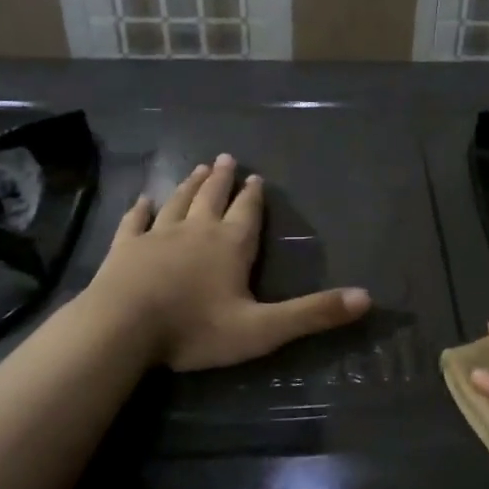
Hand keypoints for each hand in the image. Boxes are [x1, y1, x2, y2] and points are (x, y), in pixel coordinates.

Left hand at [85, 155, 370, 371]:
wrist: (122, 330)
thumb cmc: (195, 329)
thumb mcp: (264, 328)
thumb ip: (313, 314)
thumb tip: (367, 298)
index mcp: (230, 245)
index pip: (247, 214)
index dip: (254, 197)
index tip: (256, 177)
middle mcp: (196, 231)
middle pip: (212, 199)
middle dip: (222, 180)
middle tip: (226, 159)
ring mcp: (156, 237)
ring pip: (177, 203)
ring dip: (189, 186)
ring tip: (199, 168)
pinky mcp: (123, 249)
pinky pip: (134, 222)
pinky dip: (140, 210)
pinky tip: (142, 200)